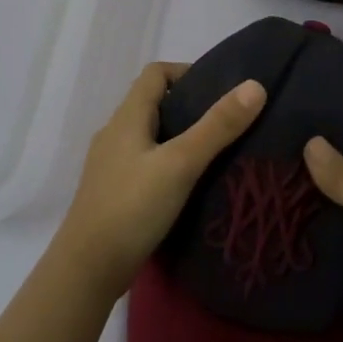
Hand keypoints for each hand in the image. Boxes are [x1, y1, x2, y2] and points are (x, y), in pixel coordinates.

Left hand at [53, 62, 266, 299]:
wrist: (88, 269)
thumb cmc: (132, 208)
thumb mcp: (180, 163)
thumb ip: (217, 126)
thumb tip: (255, 86)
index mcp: (126, 118)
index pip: (155, 73)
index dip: (187, 72)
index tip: (221, 88)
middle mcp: (115, 134)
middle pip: (154, 104)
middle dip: (190, 105)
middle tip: (229, 121)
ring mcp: (112, 165)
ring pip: (151, 136)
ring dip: (181, 136)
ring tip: (217, 151)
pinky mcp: (115, 192)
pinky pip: (147, 163)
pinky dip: (170, 163)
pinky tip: (191, 183)